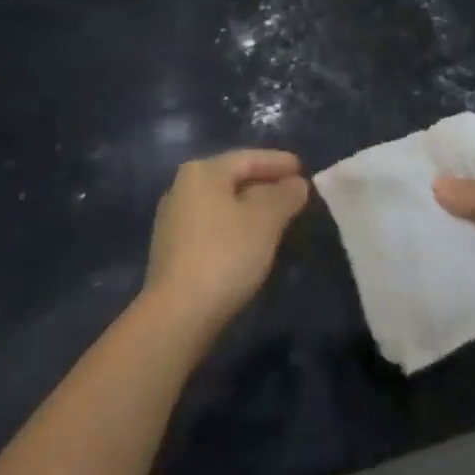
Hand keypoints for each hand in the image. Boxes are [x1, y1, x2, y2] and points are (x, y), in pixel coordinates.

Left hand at [143, 149, 309, 339]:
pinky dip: (235, 228)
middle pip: (233, 179)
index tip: (302, 168)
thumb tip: (296, 184)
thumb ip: (285, 196)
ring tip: (279, 218)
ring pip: (223, 205)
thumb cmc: (224, 255)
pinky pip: (213, 227)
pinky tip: (252, 242)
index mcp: (203, 172)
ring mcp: (173, 221)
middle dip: (265, 185)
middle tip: (294, 193)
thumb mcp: (266, 221)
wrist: (176, 316)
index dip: (278, 162)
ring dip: (251, 208)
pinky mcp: (172, 251)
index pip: (247, 158)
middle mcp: (182, 188)